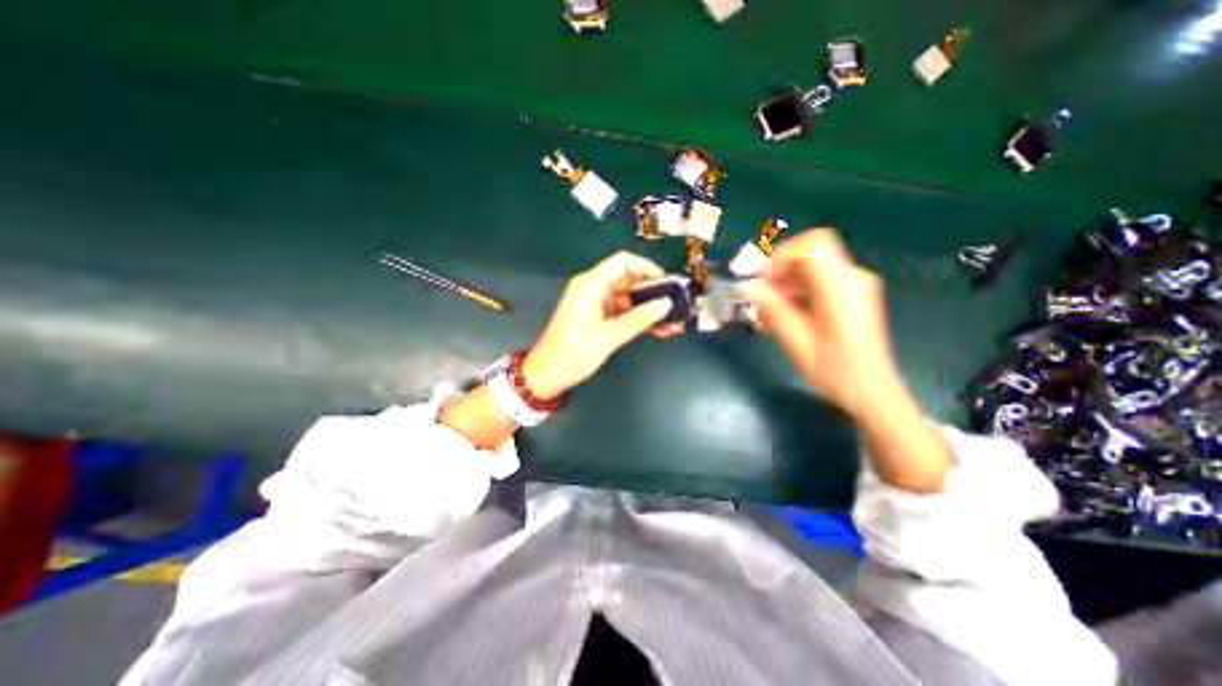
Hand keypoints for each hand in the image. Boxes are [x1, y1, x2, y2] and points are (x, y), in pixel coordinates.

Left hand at [523, 252, 683, 402]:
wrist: (547, 375)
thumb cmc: (572, 354)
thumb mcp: (608, 337)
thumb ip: (638, 319)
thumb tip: (665, 304)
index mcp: (590, 285)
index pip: (623, 263)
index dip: (647, 268)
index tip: (667, 282)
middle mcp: (593, 289)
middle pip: (628, 280)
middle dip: (653, 291)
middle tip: (675, 303)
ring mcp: (596, 304)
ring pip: (629, 298)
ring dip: (649, 308)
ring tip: (672, 321)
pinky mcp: (598, 317)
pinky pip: (624, 312)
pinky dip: (639, 319)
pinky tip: (658, 329)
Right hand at [741, 227, 899, 415]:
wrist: (871, 390)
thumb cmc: (834, 368)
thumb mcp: (795, 339)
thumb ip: (771, 307)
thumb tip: (747, 287)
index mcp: (840, 286)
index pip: (812, 245)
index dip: (783, 255)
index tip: (766, 279)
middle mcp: (852, 278)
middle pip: (811, 255)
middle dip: (781, 272)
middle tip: (763, 297)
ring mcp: (855, 286)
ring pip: (814, 269)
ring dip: (788, 283)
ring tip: (771, 310)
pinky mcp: (853, 297)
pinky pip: (821, 282)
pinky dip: (800, 292)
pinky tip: (787, 314)